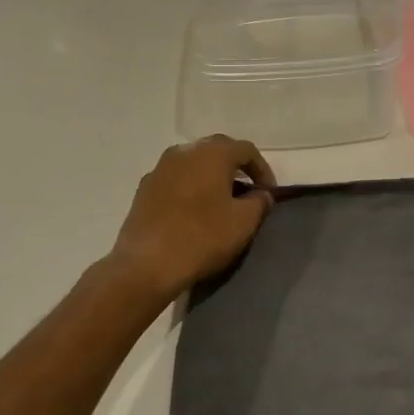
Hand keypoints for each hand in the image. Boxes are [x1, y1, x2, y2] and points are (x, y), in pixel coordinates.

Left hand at [107, 137, 275, 303]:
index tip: (268, 193)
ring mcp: (160, 168)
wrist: (146, 265)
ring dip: (211, 176)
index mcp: (212, 154)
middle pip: (218, 150)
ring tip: (221, 201)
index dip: (263, 170)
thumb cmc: (202, 238)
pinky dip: (191, 187)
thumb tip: (261, 194)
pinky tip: (194, 211)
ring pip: (194, 163)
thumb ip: (259, 202)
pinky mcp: (144, 188)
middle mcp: (184, 152)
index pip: (246, 150)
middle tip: (248, 191)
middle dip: (236, 167)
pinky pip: (176, 179)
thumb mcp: (244, 222)